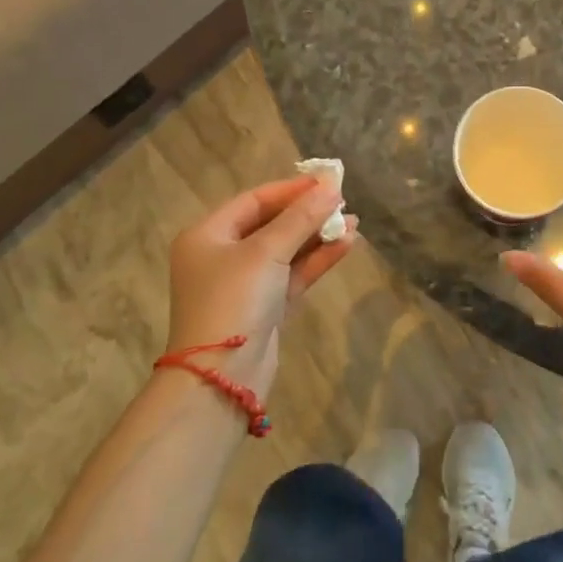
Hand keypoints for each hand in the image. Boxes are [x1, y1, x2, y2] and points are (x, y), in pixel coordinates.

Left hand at [165, 176, 355, 397]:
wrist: (221, 379)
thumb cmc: (234, 301)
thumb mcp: (266, 252)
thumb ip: (301, 218)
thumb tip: (331, 186)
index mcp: (208, 236)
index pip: (254, 200)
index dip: (292, 189)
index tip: (328, 182)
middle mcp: (223, 256)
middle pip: (271, 224)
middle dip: (308, 213)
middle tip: (344, 202)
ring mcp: (244, 285)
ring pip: (286, 251)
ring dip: (318, 236)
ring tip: (354, 223)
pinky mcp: (264, 308)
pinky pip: (293, 275)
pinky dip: (317, 260)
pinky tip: (346, 246)